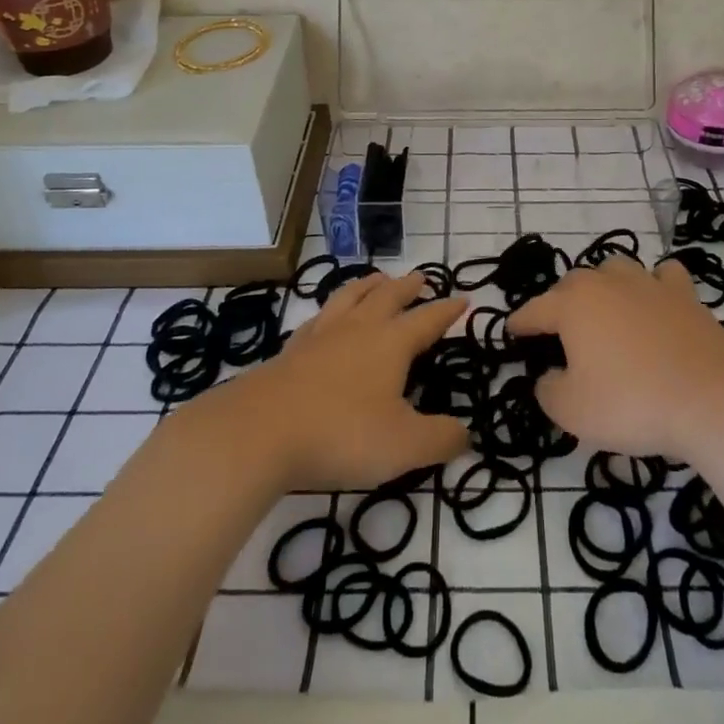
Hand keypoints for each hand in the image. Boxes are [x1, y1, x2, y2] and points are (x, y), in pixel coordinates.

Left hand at [212, 272, 469, 489]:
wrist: (259, 432)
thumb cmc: (341, 434)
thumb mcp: (404, 446)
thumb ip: (441, 439)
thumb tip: (464, 432)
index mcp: (391, 343)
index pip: (427, 320)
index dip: (447, 311)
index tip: (463, 299)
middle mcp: (358, 329)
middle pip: (388, 297)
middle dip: (408, 287)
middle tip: (420, 278)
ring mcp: (321, 336)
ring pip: (350, 297)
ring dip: (368, 286)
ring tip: (377, 279)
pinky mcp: (291, 351)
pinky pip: (318, 318)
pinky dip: (331, 310)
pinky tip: (327, 318)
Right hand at [507, 258, 723, 462]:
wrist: (710, 398)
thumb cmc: (632, 402)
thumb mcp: (572, 411)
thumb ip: (548, 390)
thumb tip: (549, 375)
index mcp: (572, 305)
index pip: (534, 310)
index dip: (520, 323)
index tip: (511, 330)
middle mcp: (606, 283)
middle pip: (573, 283)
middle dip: (560, 303)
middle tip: (560, 332)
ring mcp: (648, 283)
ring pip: (615, 269)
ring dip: (604, 285)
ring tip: (605, 309)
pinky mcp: (685, 294)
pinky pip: (663, 276)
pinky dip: (654, 284)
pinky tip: (655, 300)